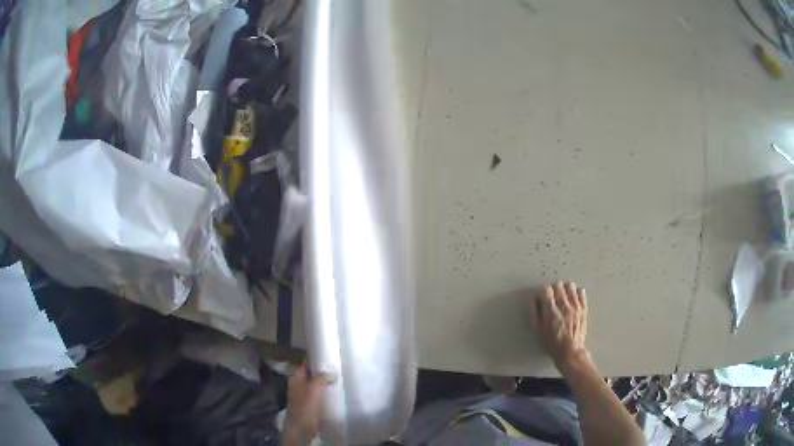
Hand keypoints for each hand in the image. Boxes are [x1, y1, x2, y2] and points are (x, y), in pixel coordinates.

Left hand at [284, 364, 331, 444]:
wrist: (302, 427)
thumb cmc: (306, 406)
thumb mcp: (314, 389)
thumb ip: (321, 378)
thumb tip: (331, 372)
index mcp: (295, 378)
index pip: (305, 364)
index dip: (315, 360)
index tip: (328, 356)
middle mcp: (297, 385)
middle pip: (310, 375)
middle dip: (321, 372)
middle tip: (337, 369)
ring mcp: (302, 395)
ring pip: (315, 385)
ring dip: (324, 384)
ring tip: (338, 380)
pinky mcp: (309, 405)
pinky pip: (318, 395)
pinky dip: (324, 393)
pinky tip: (334, 393)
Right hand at [527, 282, 588, 367]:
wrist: (570, 351)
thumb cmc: (552, 342)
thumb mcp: (537, 330)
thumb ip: (533, 312)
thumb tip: (532, 298)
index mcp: (551, 311)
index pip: (546, 289)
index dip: (542, 292)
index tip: (542, 298)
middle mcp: (564, 306)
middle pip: (558, 285)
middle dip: (553, 289)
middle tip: (552, 298)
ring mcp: (575, 306)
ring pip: (570, 285)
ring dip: (565, 289)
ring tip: (563, 297)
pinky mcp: (584, 308)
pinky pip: (581, 291)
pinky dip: (576, 293)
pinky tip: (572, 300)